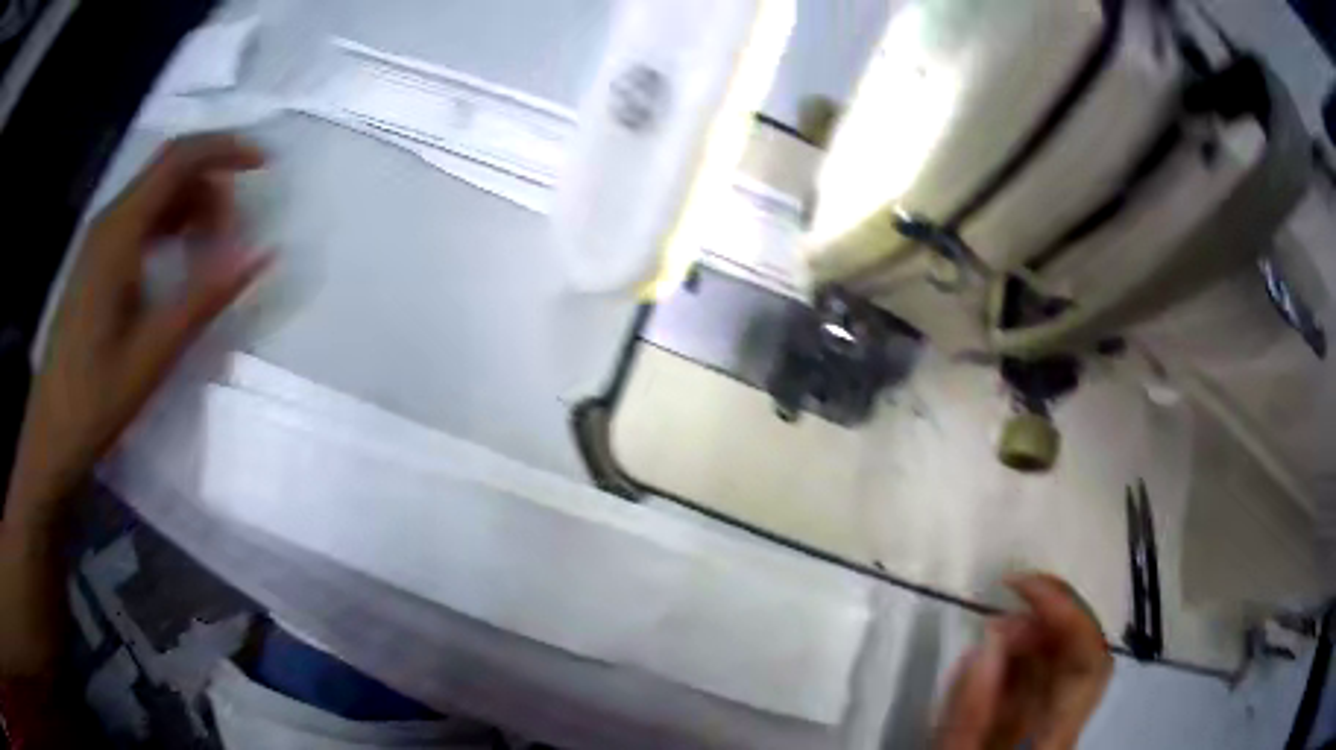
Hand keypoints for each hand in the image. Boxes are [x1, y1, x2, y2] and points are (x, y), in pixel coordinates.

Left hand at [5, 133, 269, 523]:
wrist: (51, 436)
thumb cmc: (95, 399)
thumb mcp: (153, 353)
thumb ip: (205, 297)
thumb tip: (261, 255)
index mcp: (119, 233)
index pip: (179, 159)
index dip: (225, 150)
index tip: (263, 166)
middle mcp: (108, 222)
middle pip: (169, 173)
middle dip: (211, 189)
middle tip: (232, 239)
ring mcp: (99, 242)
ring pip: (156, 197)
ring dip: (191, 211)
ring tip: (210, 257)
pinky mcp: (96, 263)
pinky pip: (141, 223)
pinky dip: (169, 229)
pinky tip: (178, 266)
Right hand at [935, 573, 1113, 749]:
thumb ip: (967, 716)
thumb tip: (989, 640)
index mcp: (1054, 740)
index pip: (1088, 664)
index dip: (1067, 614)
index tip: (1020, 586)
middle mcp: (1066, 726)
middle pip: (1082, 655)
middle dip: (1047, 618)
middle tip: (1002, 605)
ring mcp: (1053, 724)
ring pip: (1062, 663)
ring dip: (1031, 635)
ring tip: (990, 631)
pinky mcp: (1036, 725)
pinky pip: (1041, 679)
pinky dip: (1019, 658)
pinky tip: (992, 658)